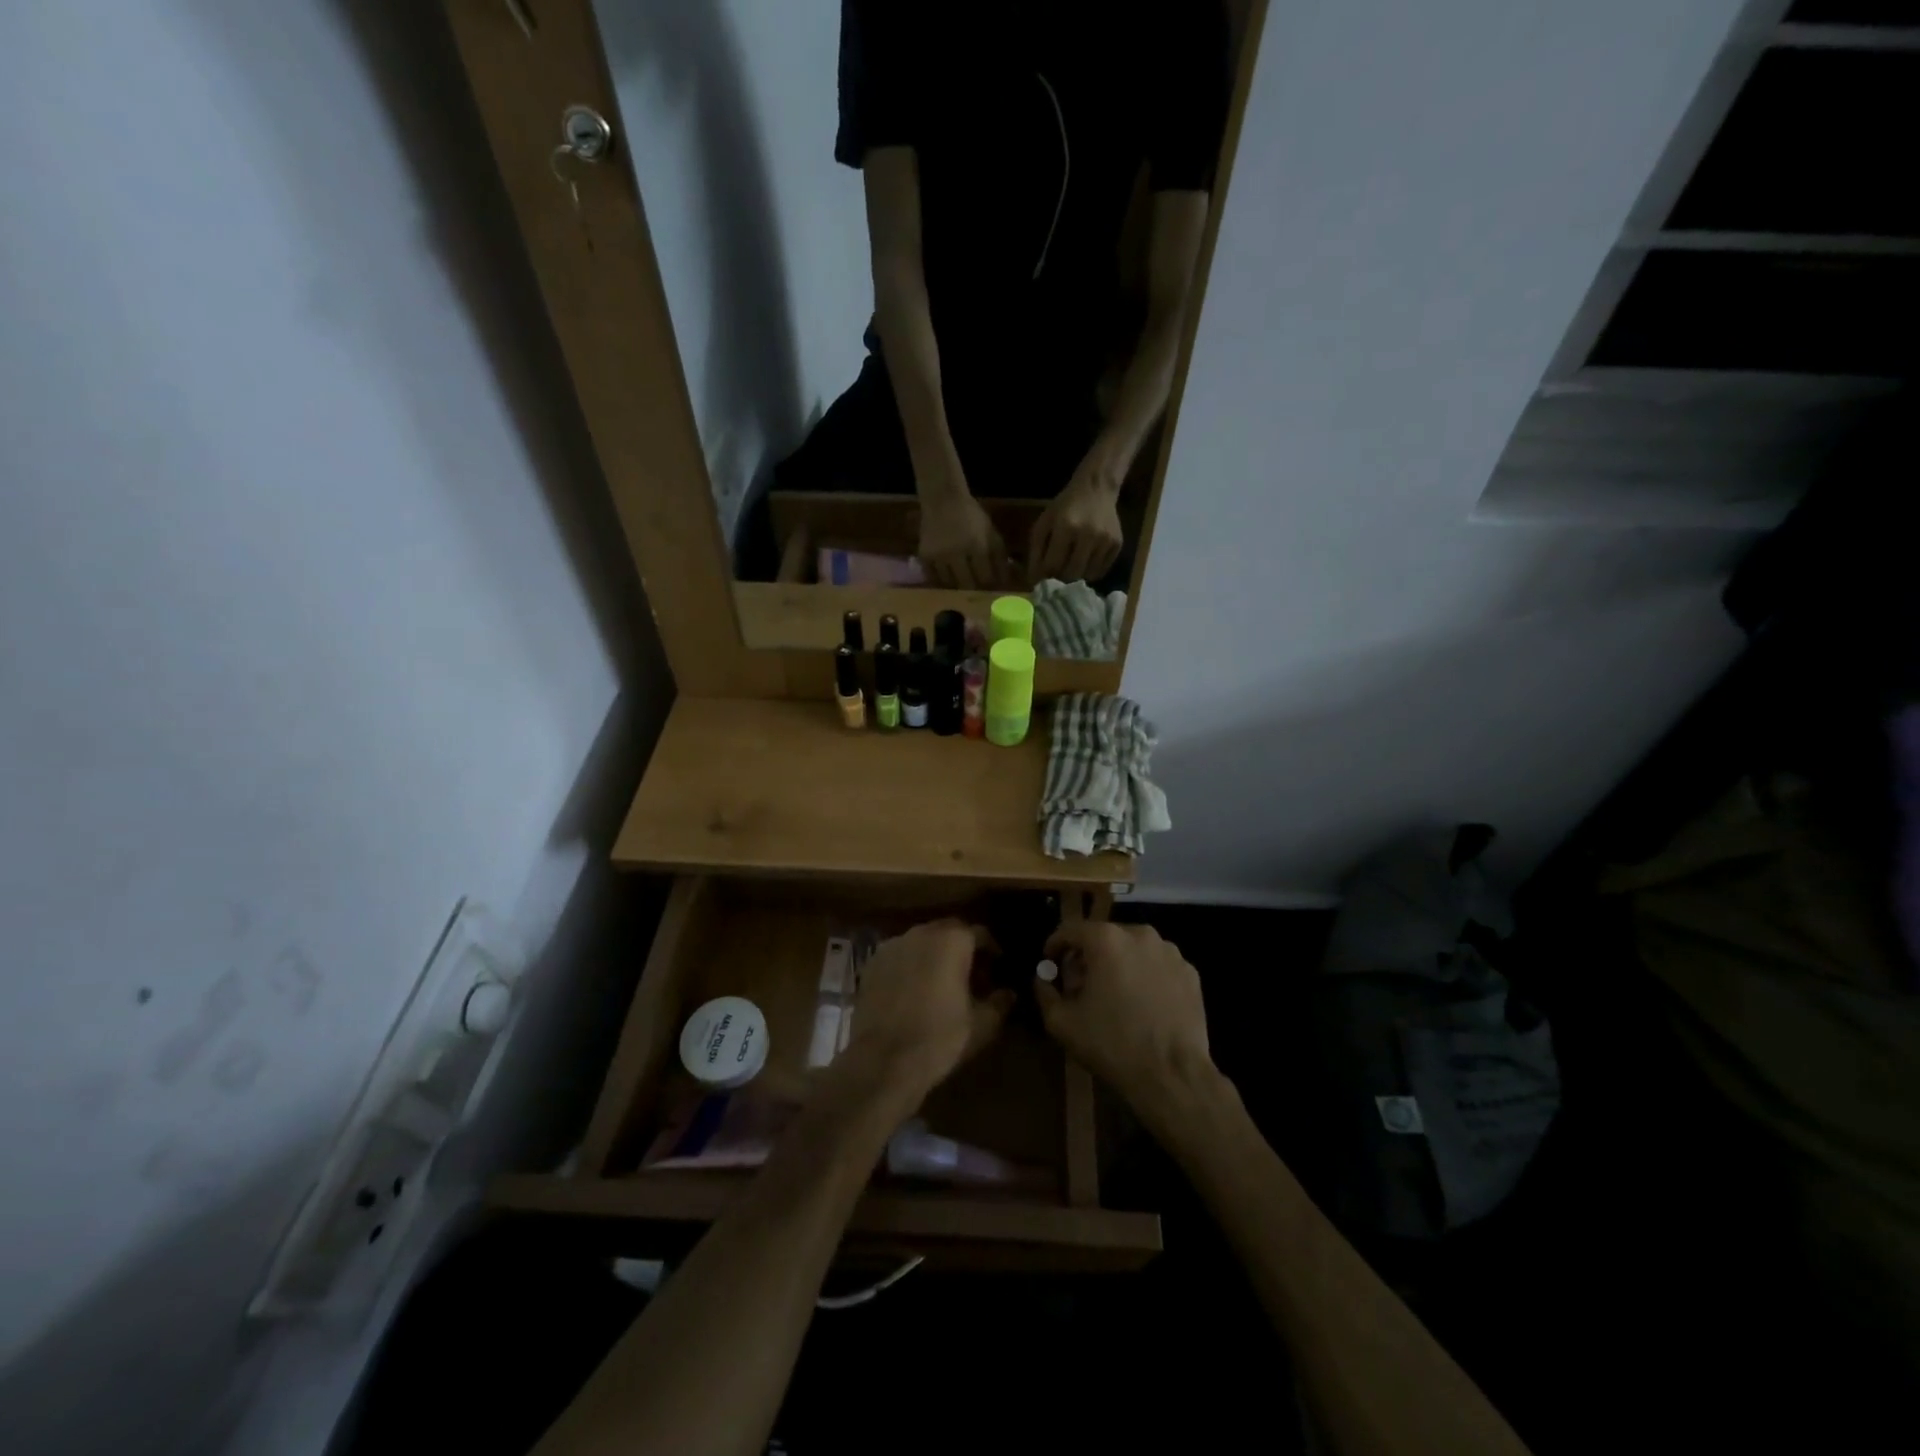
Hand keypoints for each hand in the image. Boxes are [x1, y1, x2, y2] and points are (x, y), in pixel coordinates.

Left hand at [841, 920, 1013, 1105]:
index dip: (992, 951)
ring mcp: (892, 945)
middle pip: (949, 932)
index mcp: (952, 940)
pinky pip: (899, 957)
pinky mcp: (871, 963)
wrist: (883, 1061)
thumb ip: (999, 1003)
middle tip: (972, 974)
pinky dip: (910, 966)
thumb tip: (1008, 994)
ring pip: (922, 942)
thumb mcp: (981, 1024)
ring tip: (941, 982)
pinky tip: (914, 991)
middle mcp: (921, 932)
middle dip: (962, 949)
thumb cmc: (940, 1038)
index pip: (980, 934)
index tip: (998, 968)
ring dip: (934, 956)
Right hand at [917, 488, 1007, 589]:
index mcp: (977, 546)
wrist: (942, 499)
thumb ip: (999, 557)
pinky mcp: (924, 556)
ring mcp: (938, 556)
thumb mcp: (991, 532)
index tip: (991, 585)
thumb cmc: (971, 515)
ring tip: (961, 581)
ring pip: (949, 584)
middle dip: (974, 588)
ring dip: (957, 585)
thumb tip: (1004, 581)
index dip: (989, 584)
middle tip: (977, 588)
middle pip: (967, 585)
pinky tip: (946, 577)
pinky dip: (940, 580)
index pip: (985, 578)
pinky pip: (933, 577)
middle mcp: (956, 554)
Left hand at [1027, 461, 1123, 584]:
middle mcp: (1088, 534)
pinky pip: (1101, 571)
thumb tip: (1034, 580)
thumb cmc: (1065, 507)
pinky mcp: (1117, 544)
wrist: (1096, 489)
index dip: (1043, 576)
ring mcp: (1105, 540)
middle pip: (1071, 574)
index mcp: (1066, 526)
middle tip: (1055, 576)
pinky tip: (1084, 562)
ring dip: (1076, 577)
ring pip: (1087, 576)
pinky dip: (1090, 572)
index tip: (1040, 579)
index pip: (1052, 564)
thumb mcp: (1044, 523)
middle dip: (1060, 579)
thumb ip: (1036, 551)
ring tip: (1070, 567)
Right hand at [1034, 921, 1216, 1120]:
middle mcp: (1139, 934)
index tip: (1050, 963)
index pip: (1070, 930)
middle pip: (1103, 937)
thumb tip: (1043, 978)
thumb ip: (1045, 992)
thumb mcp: (1062, 1023)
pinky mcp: (1190, 972)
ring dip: (1118, 964)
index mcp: (1106, 939)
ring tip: (1114, 996)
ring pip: (1132, 950)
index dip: (1055, 945)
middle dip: (1087, 957)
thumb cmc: (1112, 1043)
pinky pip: (1157, 966)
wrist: (1172, 1075)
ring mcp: (1170, 952)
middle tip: (1080, 985)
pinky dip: (1145, 976)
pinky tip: (1142, 1005)